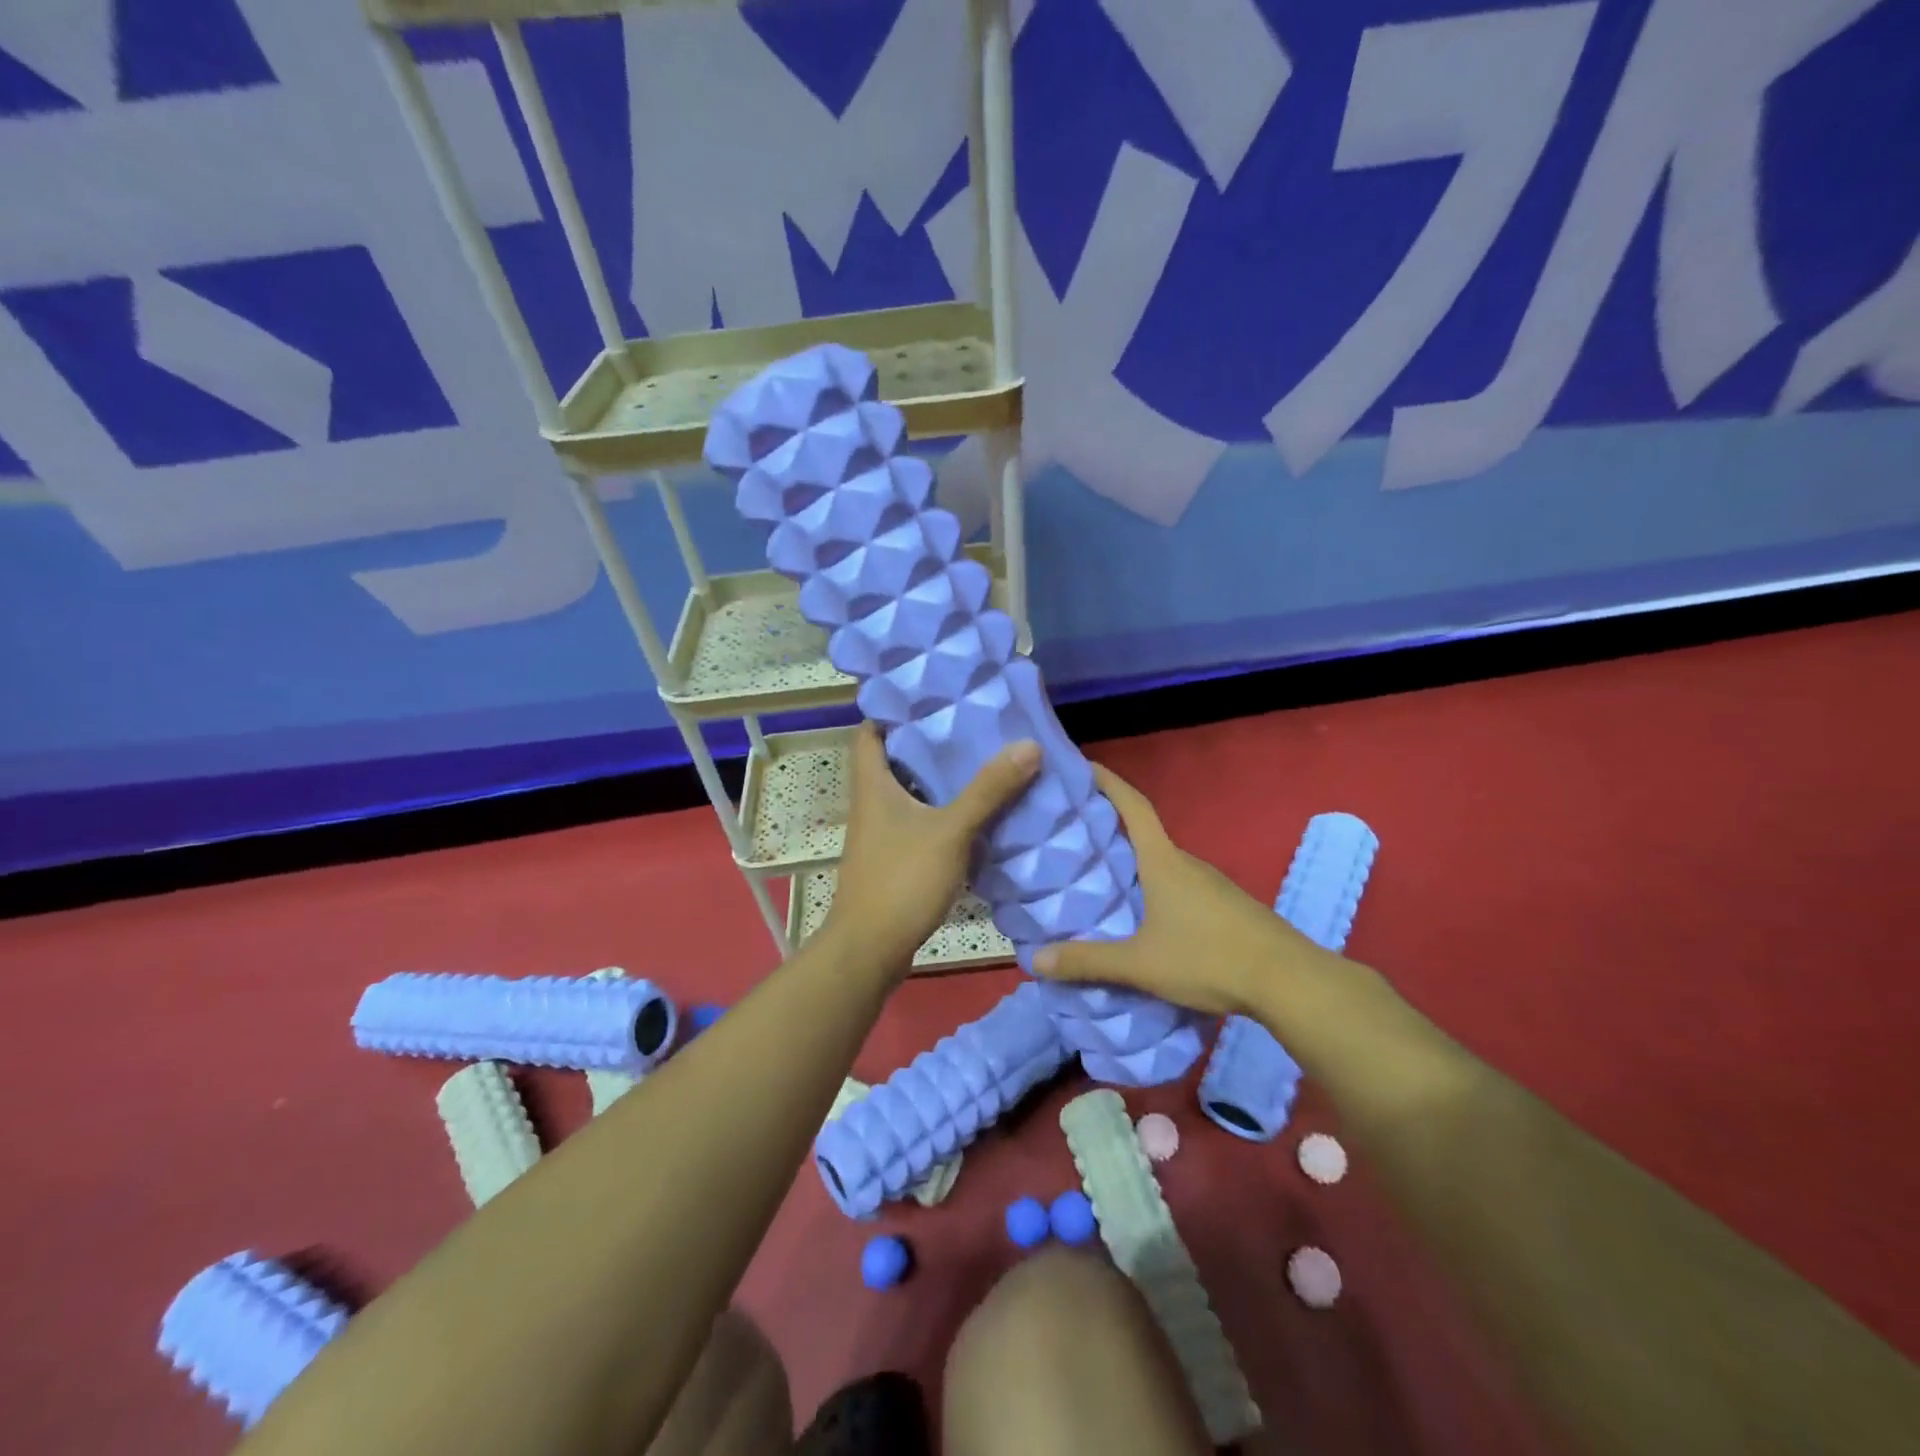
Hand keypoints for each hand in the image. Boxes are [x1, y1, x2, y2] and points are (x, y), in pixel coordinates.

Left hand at [822, 722, 1040, 977]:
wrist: (870, 949)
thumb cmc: (901, 880)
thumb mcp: (950, 831)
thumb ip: (988, 790)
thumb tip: (1028, 745)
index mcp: (873, 784)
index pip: (869, 731)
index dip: (893, 710)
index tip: (931, 697)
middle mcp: (872, 803)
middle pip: (894, 759)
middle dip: (928, 743)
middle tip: (970, 727)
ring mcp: (881, 833)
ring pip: (909, 793)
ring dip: (939, 780)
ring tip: (981, 762)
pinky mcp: (894, 858)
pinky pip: (919, 822)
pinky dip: (942, 813)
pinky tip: (976, 814)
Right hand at [1034, 762, 1323, 1015]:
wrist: (1290, 982)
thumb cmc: (1209, 959)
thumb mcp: (1140, 964)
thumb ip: (1088, 962)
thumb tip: (1035, 961)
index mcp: (1164, 861)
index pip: (1133, 806)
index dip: (1108, 782)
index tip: (1083, 766)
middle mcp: (1188, 863)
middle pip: (1145, 835)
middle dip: (1111, 830)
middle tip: (1074, 838)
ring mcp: (1212, 884)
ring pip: (1163, 864)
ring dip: (1135, 865)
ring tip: (1102, 881)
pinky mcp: (1227, 907)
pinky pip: (1181, 887)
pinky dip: (1156, 889)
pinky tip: (1146, 919)